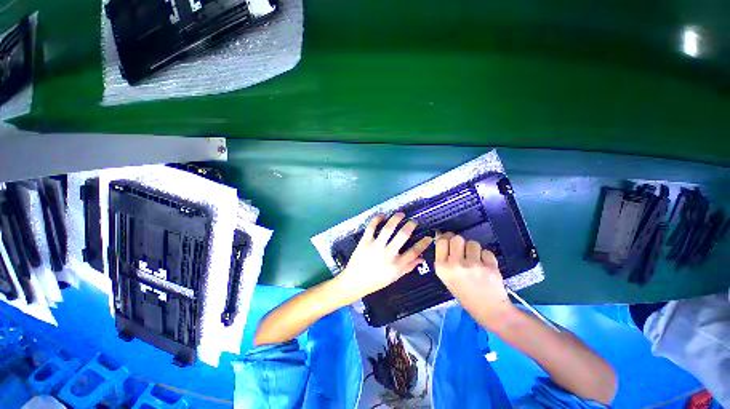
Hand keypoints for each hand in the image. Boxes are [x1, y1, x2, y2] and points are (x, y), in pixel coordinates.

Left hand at [335, 213, 432, 301]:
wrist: (354, 282)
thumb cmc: (376, 281)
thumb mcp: (394, 278)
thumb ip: (408, 267)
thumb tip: (422, 258)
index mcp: (396, 265)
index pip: (414, 252)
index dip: (423, 243)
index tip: (428, 237)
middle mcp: (387, 254)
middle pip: (402, 236)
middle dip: (410, 226)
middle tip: (413, 221)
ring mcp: (375, 246)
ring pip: (388, 229)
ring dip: (396, 219)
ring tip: (401, 214)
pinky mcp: (364, 241)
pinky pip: (371, 227)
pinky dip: (377, 219)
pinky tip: (382, 215)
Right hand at [434, 234, 511, 327]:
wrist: (489, 310)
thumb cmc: (464, 293)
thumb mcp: (447, 277)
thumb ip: (444, 258)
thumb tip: (443, 235)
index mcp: (442, 268)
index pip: (441, 241)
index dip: (446, 238)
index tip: (450, 239)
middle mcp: (455, 264)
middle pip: (457, 238)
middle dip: (461, 243)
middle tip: (464, 252)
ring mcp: (473, 265)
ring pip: (473, 243)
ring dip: (474, 250)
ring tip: (476, 262)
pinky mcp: (489, 267)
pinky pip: (486, 252)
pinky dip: (486, 257)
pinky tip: (486, 268)